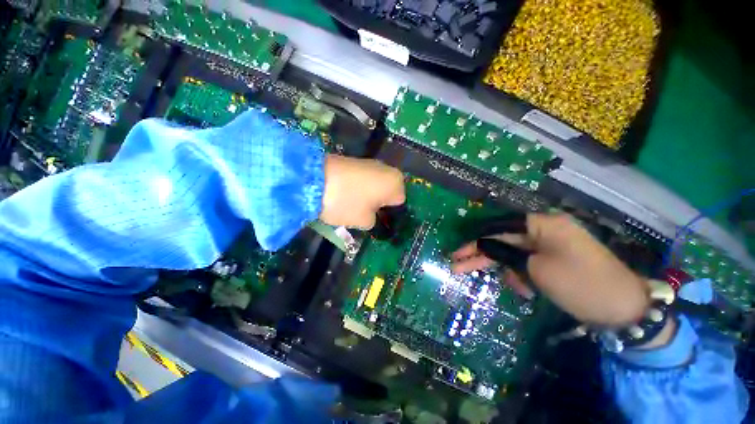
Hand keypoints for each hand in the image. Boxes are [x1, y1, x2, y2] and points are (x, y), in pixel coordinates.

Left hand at [320, 155, 404, 228]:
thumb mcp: (364, 221)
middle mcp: (387, 169)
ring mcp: (370, 163)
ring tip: (353, 204)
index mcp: (395, 183)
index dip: (388, 213)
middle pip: (387, 191)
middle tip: (365, 213)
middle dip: (378, 202)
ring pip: (374, 185)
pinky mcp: (354, 161)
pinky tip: (345, 194)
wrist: (314, 180)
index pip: (399, 202)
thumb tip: (370, 214)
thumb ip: (374, 220)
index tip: (376, 220)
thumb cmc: (347, 203)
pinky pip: (363, 179)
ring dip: (368, 195)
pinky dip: (357, 188)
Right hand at [452, 213, 649, 327]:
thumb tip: (482, 245)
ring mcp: (551, 243)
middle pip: (503, 240)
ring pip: (515, 253)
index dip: (475, 242)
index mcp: (542, 223)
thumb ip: (504, 253)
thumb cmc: (579, 284)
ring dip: (509, 271)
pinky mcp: (555, 257)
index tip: (458, 254)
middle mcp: (544, 229)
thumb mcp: (536, 268)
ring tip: (519, 289)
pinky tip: (529, 289)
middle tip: (458, 267)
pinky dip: (524, 275)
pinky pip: (529, 262)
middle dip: (481, 256)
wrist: (626, 309)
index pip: (497, 229)